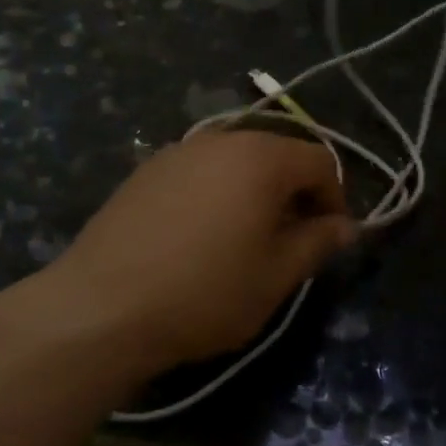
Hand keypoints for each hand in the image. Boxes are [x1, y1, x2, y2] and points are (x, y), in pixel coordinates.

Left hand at [36, 128, 356, 375]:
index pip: (320, 160)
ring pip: (235, 160)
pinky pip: (199, 171)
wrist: (100, 306)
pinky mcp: (145, 170)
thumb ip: (318, 242)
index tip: (328, 238)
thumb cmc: (205, 292)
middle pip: (276, 153)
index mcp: (261, 157)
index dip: (335, 197)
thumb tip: (345, 226)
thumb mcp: (276, 275)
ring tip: (245, 239)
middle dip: (294, 192)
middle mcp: (221, 139)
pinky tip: (199, 236)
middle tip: (290, 240)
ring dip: (254, 191)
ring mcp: (177, 151)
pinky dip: (216, 192)